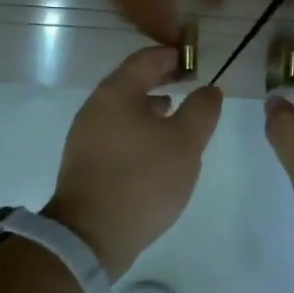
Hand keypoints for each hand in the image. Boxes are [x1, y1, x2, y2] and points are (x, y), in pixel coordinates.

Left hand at [44, 46, 222, 278]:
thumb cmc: (142, 180)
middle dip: (161, 79)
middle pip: (131, 81)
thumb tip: (208, 89)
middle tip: (188, 83)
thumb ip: (201, 110)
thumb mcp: (185, 143)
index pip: (145, 59)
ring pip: (123, 108)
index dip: (171, 56)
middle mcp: (95, 106)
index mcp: (116, 93)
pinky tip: (154, 148)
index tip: (193, 60)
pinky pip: (116, 130)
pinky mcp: (85, 161)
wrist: (90, 235)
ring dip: (149, 105)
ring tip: (175, 114)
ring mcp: (86, 134)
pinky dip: (138, 127)